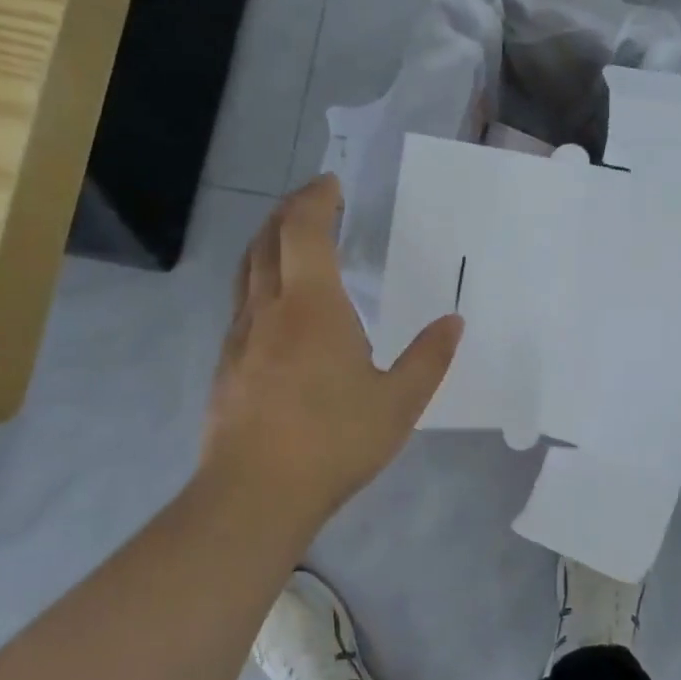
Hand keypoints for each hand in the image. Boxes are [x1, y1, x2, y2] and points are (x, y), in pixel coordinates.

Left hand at [201, 175, 462, 519]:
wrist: (254, 496)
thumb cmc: (333, 441)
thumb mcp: (399, 402)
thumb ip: (429, 358)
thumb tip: (453, 322)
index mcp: (312, 307)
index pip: (304, 230)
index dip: (315, 199)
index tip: (331, 183)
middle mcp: (269, 310)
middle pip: (268, 240)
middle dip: (288, 211)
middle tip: (314, 200)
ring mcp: (240, 337)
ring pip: (247, 271)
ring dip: (268, 243)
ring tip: (291, 239)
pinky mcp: (227, 366)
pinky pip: (242, 304)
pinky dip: (260, 281)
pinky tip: (277, 307)